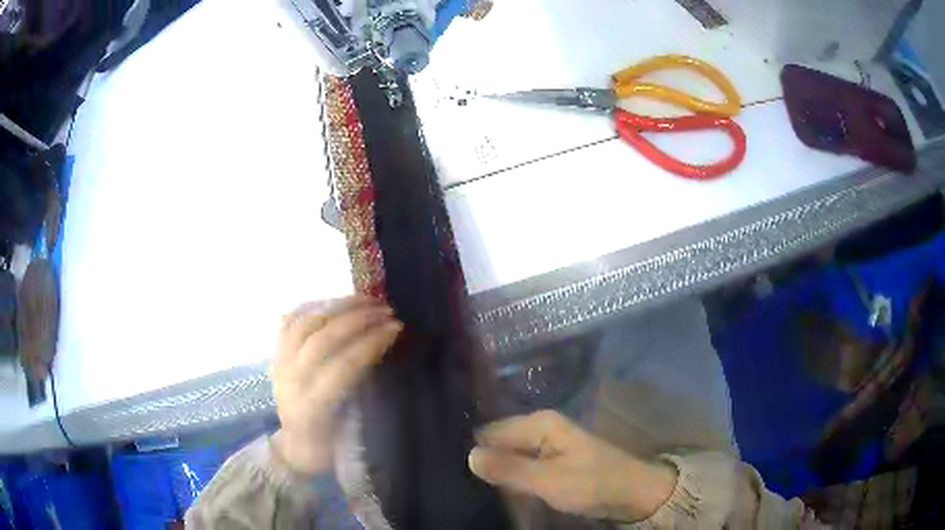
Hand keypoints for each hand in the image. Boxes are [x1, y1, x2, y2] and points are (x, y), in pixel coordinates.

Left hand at [271, 296, 401, 475]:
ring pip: (304, 324)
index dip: (370, 343)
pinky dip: (312, 306)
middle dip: (357, 319)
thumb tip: (389, 363)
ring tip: (365, 299)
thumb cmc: (328, 450)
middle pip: (322, 338)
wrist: (293, 448)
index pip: (342, 366)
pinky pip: (289, 321)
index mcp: (311, 407)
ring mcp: (279, 364)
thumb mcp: (351, 439)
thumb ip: (364, 403)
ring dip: (337, 307)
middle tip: (386, 309)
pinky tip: (334, 301)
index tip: (396, 328)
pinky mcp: (275, 355)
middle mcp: (290, 381)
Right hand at [468, 410, 676, 521]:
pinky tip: (500, 487)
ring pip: (510, 454)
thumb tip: (468, 455)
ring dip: (498, 469)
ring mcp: (547, 443)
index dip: (476, 451)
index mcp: (540, 423)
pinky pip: (522, 464)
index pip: (491, 432)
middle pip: (500, 441)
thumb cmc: (593, 483)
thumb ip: (509, 469)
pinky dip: (512, 474)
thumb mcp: (548, 480)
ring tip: (476, 486)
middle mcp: (541, 427)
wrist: (632, 493)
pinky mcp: (552, 459)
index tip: (455, 470)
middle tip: (465, 483)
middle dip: (485, 460)